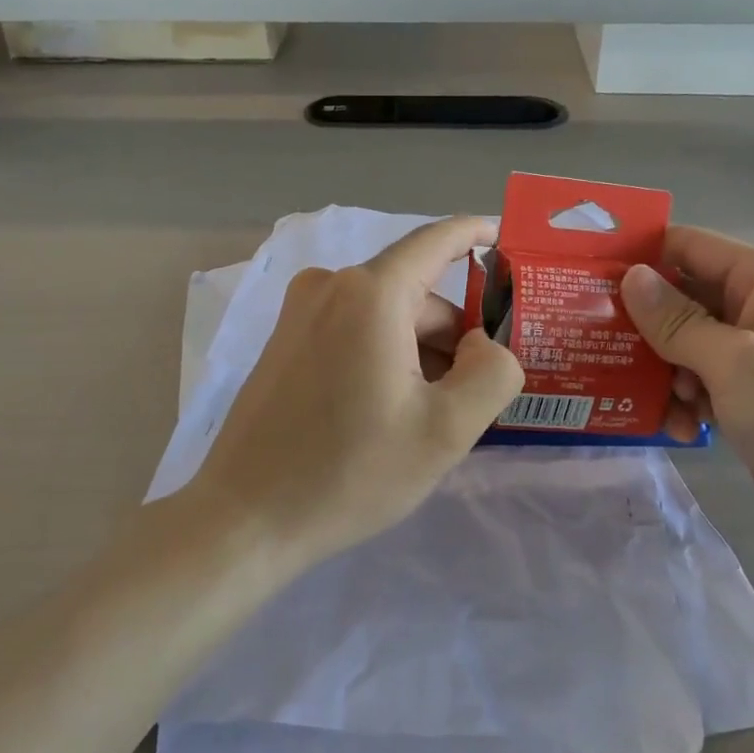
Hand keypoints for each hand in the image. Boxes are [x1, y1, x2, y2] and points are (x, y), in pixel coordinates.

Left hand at [192, 216, 524, 566]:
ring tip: (426, 420)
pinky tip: (387, 414)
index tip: (508, 238)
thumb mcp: (446, 430)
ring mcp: (299, 312)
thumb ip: (493, 373)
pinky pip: (355, 331)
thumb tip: (484, 344)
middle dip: (452, 337)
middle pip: (416, 296)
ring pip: (387, 317)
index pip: (436, 241)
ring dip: (419, 355)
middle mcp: (329, 286)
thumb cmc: (350, 472)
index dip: (476, 234)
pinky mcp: (285, 341)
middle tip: (470, 402)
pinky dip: (386, 358)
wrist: (246, 519)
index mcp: (370, 294)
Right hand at [620, 227, 753, 562]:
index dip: (641, 256)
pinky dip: (684, 400)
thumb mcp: (733, 361)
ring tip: (657, 400)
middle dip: (645, 323)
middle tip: (597, 344)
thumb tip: (629, 276)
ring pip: (686, 344)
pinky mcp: (752, 394)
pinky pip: (701, 381)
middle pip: (683, 297)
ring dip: (663, 370)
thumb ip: (675, 320)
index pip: (690, 246)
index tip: (587, 277)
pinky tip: (680, 428)